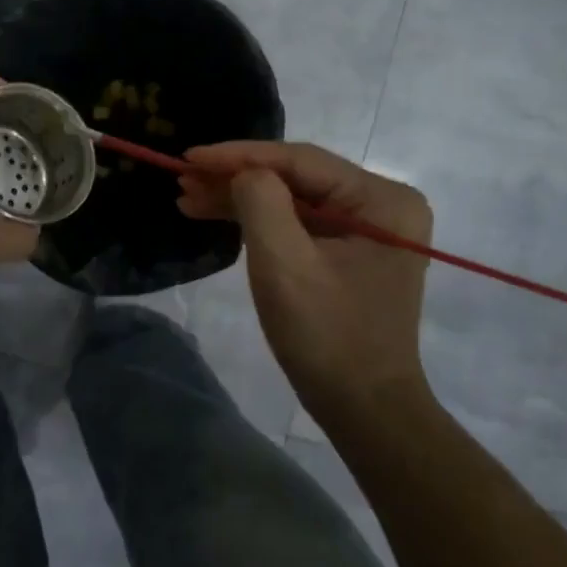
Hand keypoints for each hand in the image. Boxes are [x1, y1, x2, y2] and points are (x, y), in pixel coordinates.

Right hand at [177, 142, 432, 412]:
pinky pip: (297, 223)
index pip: (299, 161)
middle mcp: (381, 204)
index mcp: (382, 200)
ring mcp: (367, 229)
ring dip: (239, 198)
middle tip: (183, 180)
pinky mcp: (349, 251)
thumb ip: (261, 202)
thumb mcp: (285, 264)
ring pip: (291, 199)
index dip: (239, 155)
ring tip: (188, 198)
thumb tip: (243, 174)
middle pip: (295, 177)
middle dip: (235, 178)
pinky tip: (215, 215)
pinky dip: (256, 220)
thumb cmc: (327, 336)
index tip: (189, 157)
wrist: (364, 410)